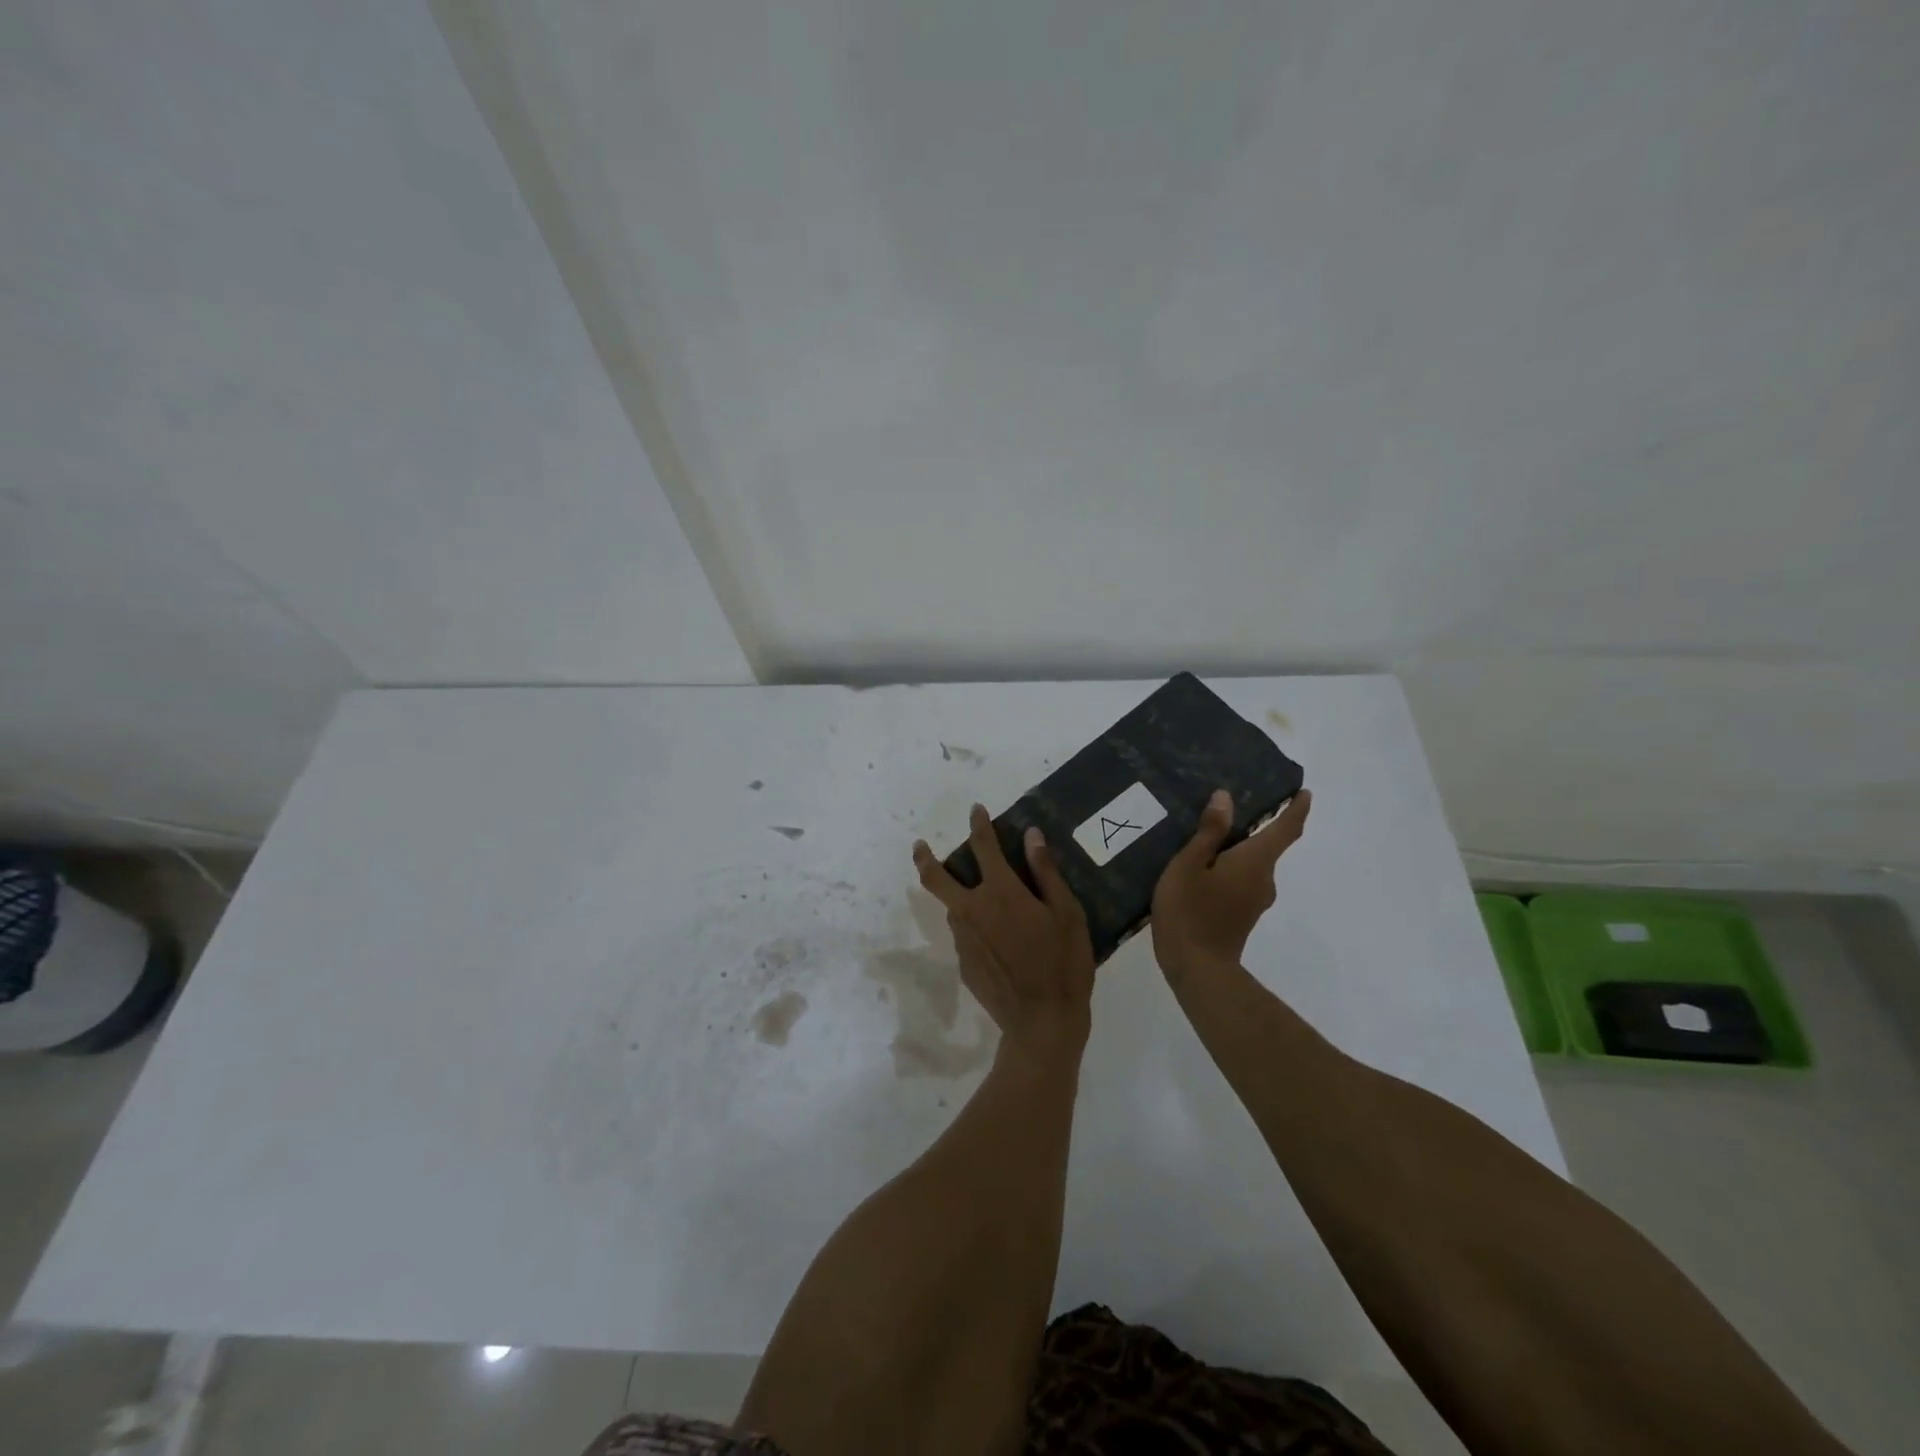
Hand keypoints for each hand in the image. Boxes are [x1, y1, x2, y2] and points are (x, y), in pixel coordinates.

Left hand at [913, 805, 1095, 1063]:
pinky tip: (997, 940)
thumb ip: (1046, 872)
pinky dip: (973, 926)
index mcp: (1000, 892)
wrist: (1042, 1023)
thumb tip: (1031, 835)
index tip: (976, 810)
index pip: (983, 846)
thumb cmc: (1063, 964)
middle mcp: (972, 910)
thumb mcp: (1066, 913)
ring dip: (958, 896)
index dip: (979, 824)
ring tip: (983, 900)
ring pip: (951, 908)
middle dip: (925, 858)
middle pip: (936, 878)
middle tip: (921, 846)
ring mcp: (963, 939)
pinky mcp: (963, 964)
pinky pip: (964, 935)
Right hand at [1151, 788, 1312, 980]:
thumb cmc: (1190, 911)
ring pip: (1252, 865)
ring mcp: (1255, 900)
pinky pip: (1242, 881)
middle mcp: (1264, 879)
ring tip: (1208, 837)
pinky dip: (1230, 868)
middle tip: (1228, 809)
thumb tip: (1226, 798)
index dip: (1297, 809)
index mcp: (1255, 862)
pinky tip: (1203, 869)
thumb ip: (1209, 832)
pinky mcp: (1244, 915)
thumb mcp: (1189, 865)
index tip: (1305, 793)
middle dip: (1256, 827)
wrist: (1197, 969)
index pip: (1286, 830)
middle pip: (1267, 847)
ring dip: (1238, 850)